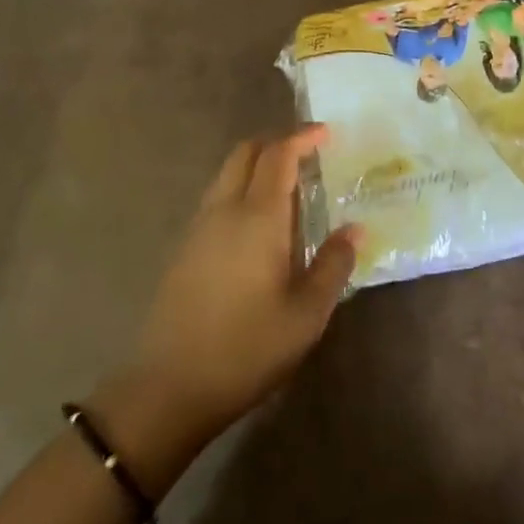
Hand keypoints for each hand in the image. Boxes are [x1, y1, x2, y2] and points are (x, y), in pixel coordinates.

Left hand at [100, 128, 358, 463]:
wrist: (168, 389)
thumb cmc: (246, 349)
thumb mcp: (306, 315)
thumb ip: (333, 265)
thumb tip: (354, 229)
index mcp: (257, 217)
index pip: (278, 154)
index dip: (302, 137)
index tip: (327, 134)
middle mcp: (224, 210)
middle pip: (246, 152)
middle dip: (277, 143)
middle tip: (309, 154)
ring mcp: (199, 228)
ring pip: (228, 174)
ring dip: (258, 166)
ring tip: (290, 189)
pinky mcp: (185, 249)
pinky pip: (217, 198)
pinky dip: (242, 189)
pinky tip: (261, 225)